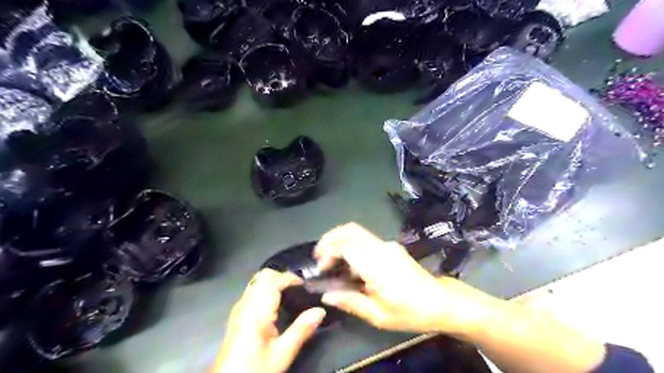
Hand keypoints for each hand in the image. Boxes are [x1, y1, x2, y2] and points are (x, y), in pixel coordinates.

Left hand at [213, 269, 326, 372]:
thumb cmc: (255, 368)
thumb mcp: (282, 354)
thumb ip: (301, 330)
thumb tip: (320, 310)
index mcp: (257, 310)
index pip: (274, 279)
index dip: (291, 278)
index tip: (306, 287)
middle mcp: (246, 303)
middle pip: (264, 275)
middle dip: (283, 277)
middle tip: (299, 289)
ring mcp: (239, 307)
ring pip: (257, 281)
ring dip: (275, 282)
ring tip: (291, 294)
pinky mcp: (237, 313)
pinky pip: (253, 290)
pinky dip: (267, 288)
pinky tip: (276, 304)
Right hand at [315, 221, 491, 335]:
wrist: (440, 302)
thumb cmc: (410, 311)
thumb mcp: (378, 315)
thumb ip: (350, 302)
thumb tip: (327, 295)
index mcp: (376, 265)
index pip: (345, 245)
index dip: (328, 252)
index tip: (321, 267)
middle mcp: (381, 248)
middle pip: (350, 229)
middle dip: (330, 238)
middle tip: (319, 255)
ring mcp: (388, 245)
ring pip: (358, 232)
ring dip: (340, 242)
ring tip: (332, 263)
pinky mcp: (391, 248)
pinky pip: (366, 241)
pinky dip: (352, 247)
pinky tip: (351, 267)